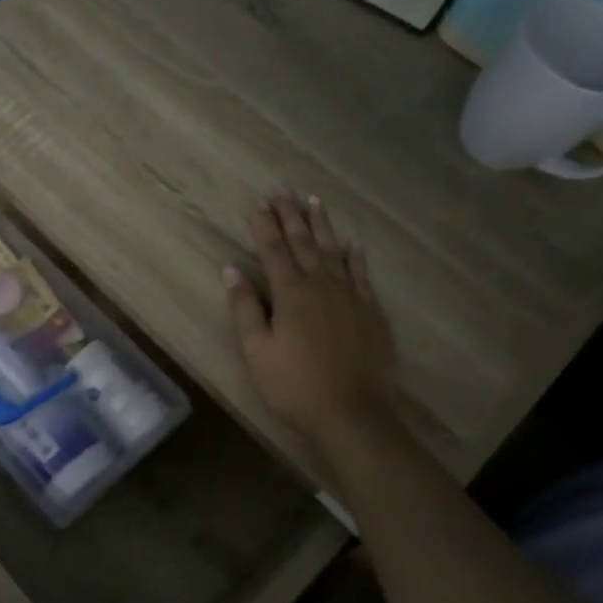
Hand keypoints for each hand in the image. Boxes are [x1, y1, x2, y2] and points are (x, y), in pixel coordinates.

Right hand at [224, 191, 398, 453]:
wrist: (352, 412)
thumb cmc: (293, 384)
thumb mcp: (256, 350)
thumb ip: (244, 307)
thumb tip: (231, 269)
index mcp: (290, 293)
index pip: (273, 250)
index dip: (264, 225)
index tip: (259, 202)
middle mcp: (321, 285)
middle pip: (304, 243)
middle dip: (291, 216)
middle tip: (284, 190)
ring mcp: (350, 296)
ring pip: (333, 251)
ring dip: (321, 226)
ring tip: (314, 202)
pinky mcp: (371, 311)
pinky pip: (361, 273)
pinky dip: (354, 255)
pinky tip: (352, 243)